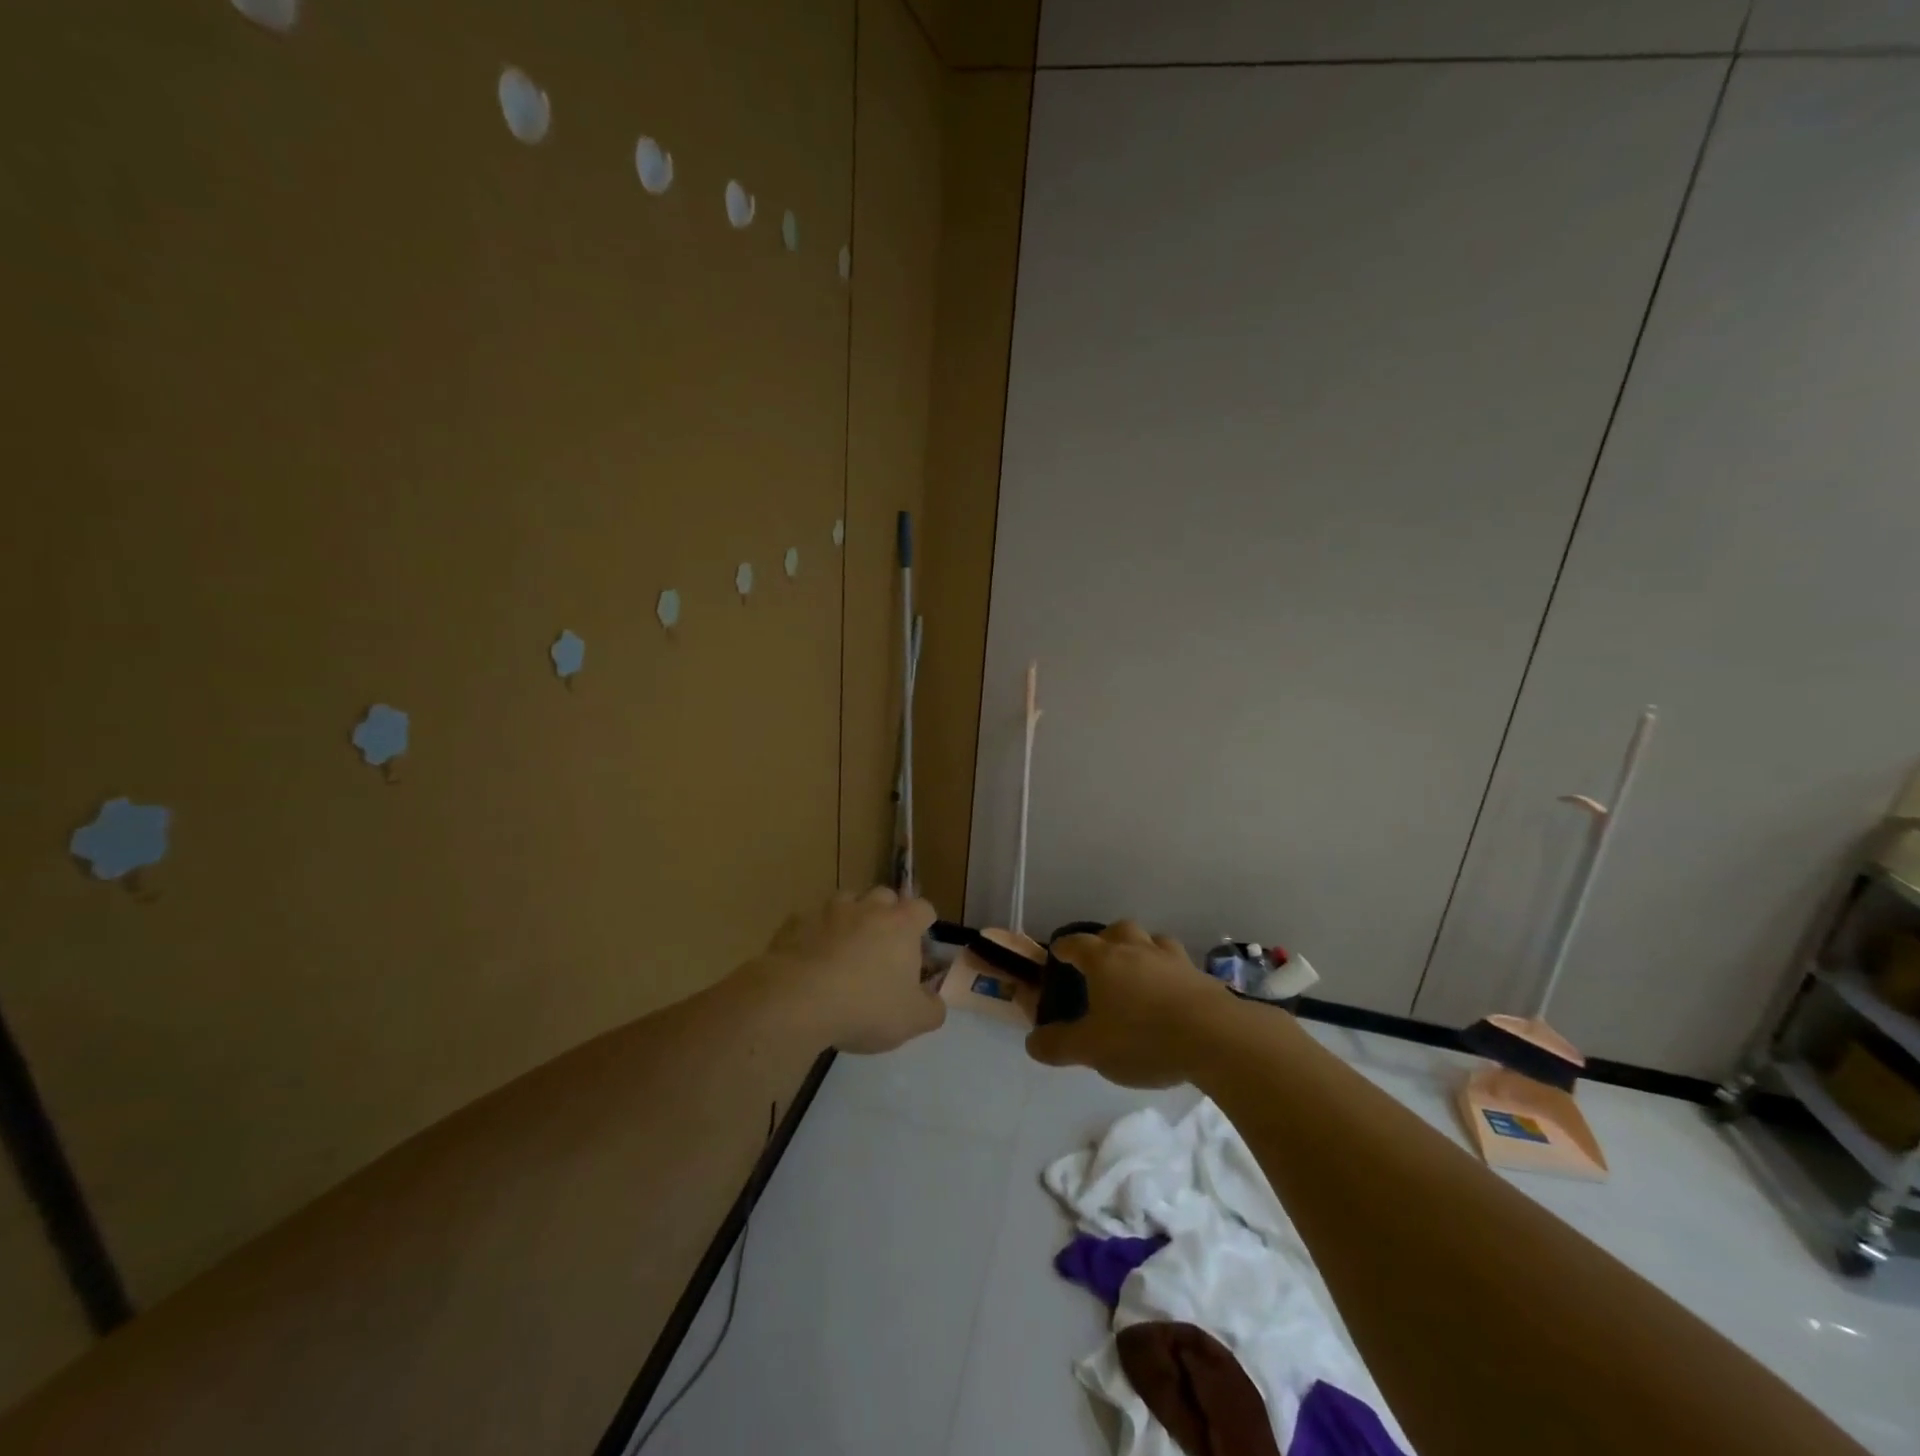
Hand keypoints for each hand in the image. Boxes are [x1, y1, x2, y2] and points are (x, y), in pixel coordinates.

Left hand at [756, 887, 944, 1053]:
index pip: (923, 908)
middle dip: (886, 914)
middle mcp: (867, 908)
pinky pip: (810, 922)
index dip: (923, 924)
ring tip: (844, 949)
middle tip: (883, 946)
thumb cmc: (866, 1007)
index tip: (919, 944)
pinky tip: (810, 960)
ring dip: (849, 919)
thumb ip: (932, 1009)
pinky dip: (814, 935)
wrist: (797, 1001)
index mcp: (901, 924)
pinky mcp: (795, 923)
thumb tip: (935, 1002)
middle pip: (884, 896)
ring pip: (845, 902)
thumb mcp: (912, 1020)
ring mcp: (828, 911)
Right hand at [1025, 920, 1230, 1087]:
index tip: (1058, 953)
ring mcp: (1173, 960)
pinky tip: (1172, 994)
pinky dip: (1171, 973)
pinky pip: (1180, 965)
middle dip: (1107, 940)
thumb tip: (1031, 1042)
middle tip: (1102, 961)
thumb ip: (1058, 1045)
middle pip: (1119, 930)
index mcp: (1104, 960)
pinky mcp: (1201, 976)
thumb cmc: (1142, 1038)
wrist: (1215, 1038)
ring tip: (1140, 972)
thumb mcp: (1091, 1049)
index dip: (1064, 947)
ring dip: (1143, 950)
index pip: (1077, 943)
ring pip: (1153, 940)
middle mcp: (1137, 950)